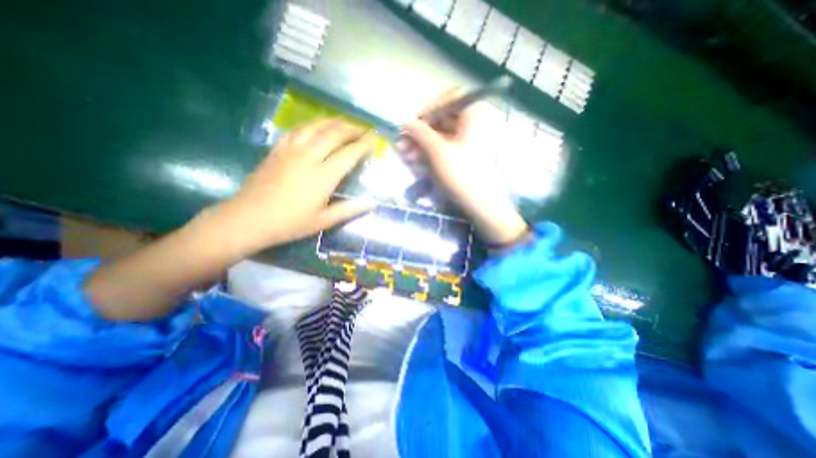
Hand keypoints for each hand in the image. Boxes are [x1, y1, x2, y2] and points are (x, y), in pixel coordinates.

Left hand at [210, 119, 375, 253]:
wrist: (248, 219)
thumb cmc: (290, 223)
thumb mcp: (323, 221)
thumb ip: (349, 210)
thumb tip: (371, 204)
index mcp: (323, 176)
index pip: (349, 153)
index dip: (364, 144)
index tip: (375, 139)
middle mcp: (309, 157)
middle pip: (334, 134)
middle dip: (352, 129)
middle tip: (364, 130)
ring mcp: (291, 150)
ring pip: (316, 126)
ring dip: (333, 122)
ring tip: (345, 123)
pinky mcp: (277, 149)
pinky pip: (297, 129)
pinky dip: (312, 125)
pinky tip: (316, 126)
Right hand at [402, 90, 528, 245]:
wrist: (480, 203)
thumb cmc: (461, 174)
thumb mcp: (438, 151)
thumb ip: (420, 133)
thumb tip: (406, 123)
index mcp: (474, 114)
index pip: (449, 98)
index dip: (429, 108)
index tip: (414, 123)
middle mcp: (473, 123)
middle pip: (443, 118)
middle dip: (421, 131)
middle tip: (403, 143)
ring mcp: (468, 140)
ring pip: (440, 135)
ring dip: (422, 143)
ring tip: (406, 155)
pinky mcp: (463, 155)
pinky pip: (444, 147)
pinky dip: (430, 151)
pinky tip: (416, 160)